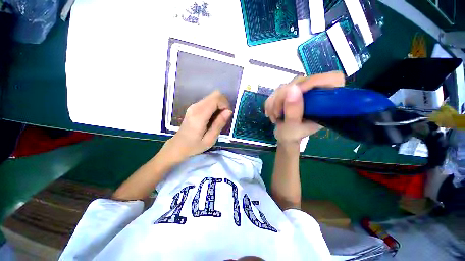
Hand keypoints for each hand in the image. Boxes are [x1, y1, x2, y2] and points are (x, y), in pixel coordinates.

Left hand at [163, 90, 232, 161]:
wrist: (178, 146)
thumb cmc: (194, 146)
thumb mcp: (210, 140)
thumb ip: (219, 124)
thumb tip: (229, 111)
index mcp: (199, 116)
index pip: (216, 99)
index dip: (225, 104)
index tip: (227, 116)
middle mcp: (196, 107)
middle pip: (215, 94)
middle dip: (223, 104)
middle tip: (224, 117)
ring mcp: (194, 106)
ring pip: (212, 97)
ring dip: (219, 105)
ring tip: (218, 119)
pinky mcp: (194, 107)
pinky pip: (208, 101)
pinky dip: (215, 107)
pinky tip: (213, 118)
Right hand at [265, 71, 344, 146]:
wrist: (283, 136)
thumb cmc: (291, 135)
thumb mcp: (292, 128)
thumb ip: (293, 111)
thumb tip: (292, 88)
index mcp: (325, 103)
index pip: (331, 79)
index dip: (314, 81)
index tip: (294, 93)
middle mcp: (314, 94)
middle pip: (300, 82)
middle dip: (283, 97)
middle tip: (277, 113)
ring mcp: (300, 92)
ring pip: (285, 86)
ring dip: (274, 102)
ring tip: (274, 117)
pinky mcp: (289, 93)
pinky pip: (276, 91)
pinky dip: (270, 102)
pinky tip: (271, 113)